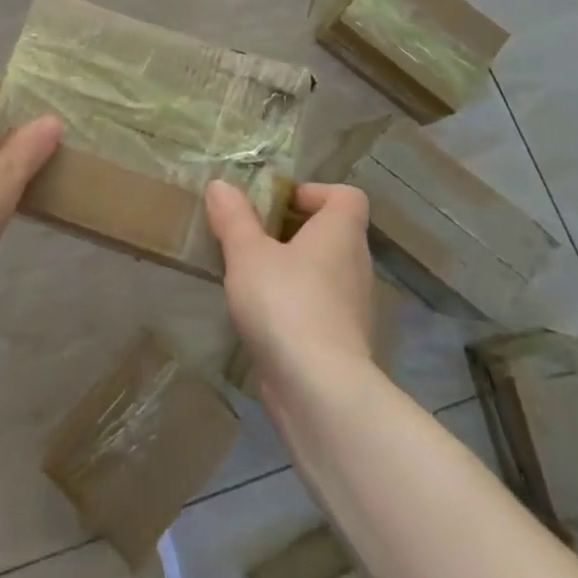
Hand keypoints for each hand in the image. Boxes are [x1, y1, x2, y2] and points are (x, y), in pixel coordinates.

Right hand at [206, 179, 375, 405]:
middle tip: (253, 236)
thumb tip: (221, 185)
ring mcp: (353, 307)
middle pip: (332, 233)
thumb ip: (234, 217)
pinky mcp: (341, 343)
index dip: (315, 192)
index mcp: (341, 232)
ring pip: (324, 272)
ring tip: (249, 274)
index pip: (347, 196)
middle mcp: (355, 264)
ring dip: (291, 268)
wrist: (319, 391)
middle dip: (293, 231)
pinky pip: (318, 307)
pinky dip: (294, 304)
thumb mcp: (247, 252)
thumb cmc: (286, 303)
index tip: (278, 202)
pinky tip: (260, 315)